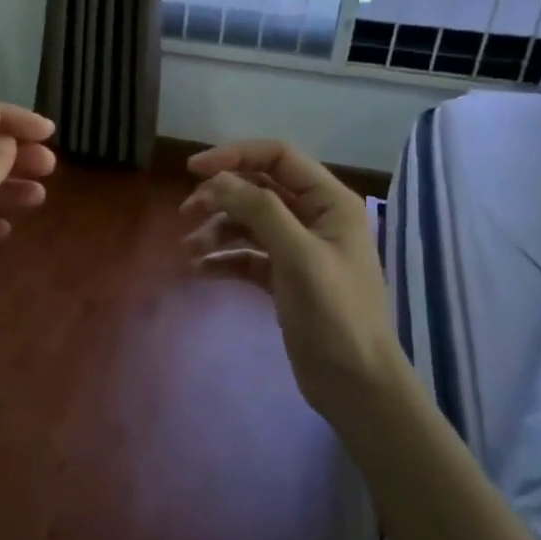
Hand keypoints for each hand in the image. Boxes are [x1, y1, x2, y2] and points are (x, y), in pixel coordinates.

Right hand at [182, 141, 412, 426]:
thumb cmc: (335, 314)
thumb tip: (217, 180)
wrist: (355, 383)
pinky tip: (200, 271)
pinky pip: (246, 256)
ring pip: (248, 223)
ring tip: (189, 251)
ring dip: (216, 231)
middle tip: (185, 214)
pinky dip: (223, 259)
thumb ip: (260, 211)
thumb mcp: (298, 256)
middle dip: (220, 197)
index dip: (234, 156)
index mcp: (329, 202)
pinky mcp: (283, 278)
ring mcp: (298, 248)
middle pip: (258, 189)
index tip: (192, 170)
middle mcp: (314, 217)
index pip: (278, 157)